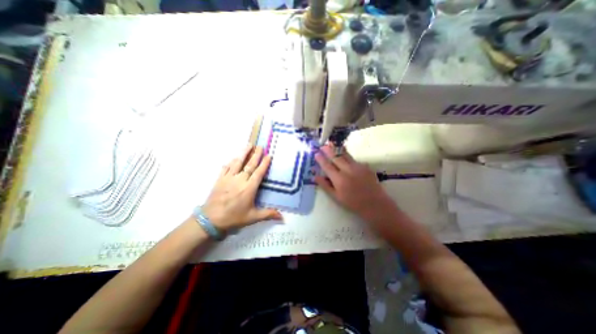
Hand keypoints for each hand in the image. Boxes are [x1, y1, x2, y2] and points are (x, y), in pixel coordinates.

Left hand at [201, 143, 281, 232]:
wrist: (210, 219)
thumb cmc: (234, 217)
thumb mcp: (252, 217)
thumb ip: (268, 214)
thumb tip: (282, 217)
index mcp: (249, 188)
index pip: (258, 173)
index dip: (264, 164)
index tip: (268, 155)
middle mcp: (240, 180)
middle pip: (249, 165)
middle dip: (256, 155)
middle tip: (260, 146)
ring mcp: (228, 178)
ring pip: (237, 163)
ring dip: (244, 153)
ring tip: (249, 145)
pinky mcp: (220, 179)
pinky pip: (226, 168)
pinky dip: (230, 162)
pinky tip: (233, 158)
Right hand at [314, 143, 397, 219]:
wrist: (374, 203)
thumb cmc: (353, 203)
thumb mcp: (336, 197)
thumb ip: (325, 186)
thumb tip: (316, 176)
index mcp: (339, 179)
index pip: (327, 166)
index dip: (321, 159)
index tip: (316, 154)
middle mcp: (347, 170)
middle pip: (336, 157)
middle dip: (328, 150)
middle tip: (323, 145)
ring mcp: (357, 167)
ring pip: (345, 155)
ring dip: (337, 149)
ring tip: (332, 144)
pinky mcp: (365, 166)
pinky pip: (353, 159)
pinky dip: (347, 156)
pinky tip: (344, 155)